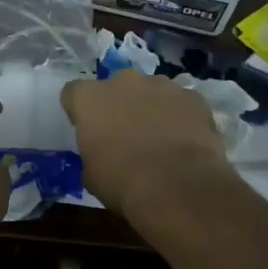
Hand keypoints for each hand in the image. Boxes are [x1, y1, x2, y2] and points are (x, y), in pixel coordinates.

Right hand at [61, 70, 237, 218]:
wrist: (178, 187)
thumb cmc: (122, 182)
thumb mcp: (91, 173)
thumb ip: (93, 150)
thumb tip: (103, 152)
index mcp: (90, 98)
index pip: (74, 93)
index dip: (81, 111)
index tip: (88, 130)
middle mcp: (123, 81)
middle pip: (116, 86)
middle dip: (119, 104)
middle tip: (126, 133)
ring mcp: (161, 85)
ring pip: (151, 92)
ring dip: (151, 108)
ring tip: (160, 138)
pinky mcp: (193, 97)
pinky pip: (181, 103)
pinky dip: (181, 117)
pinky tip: (185, 142)